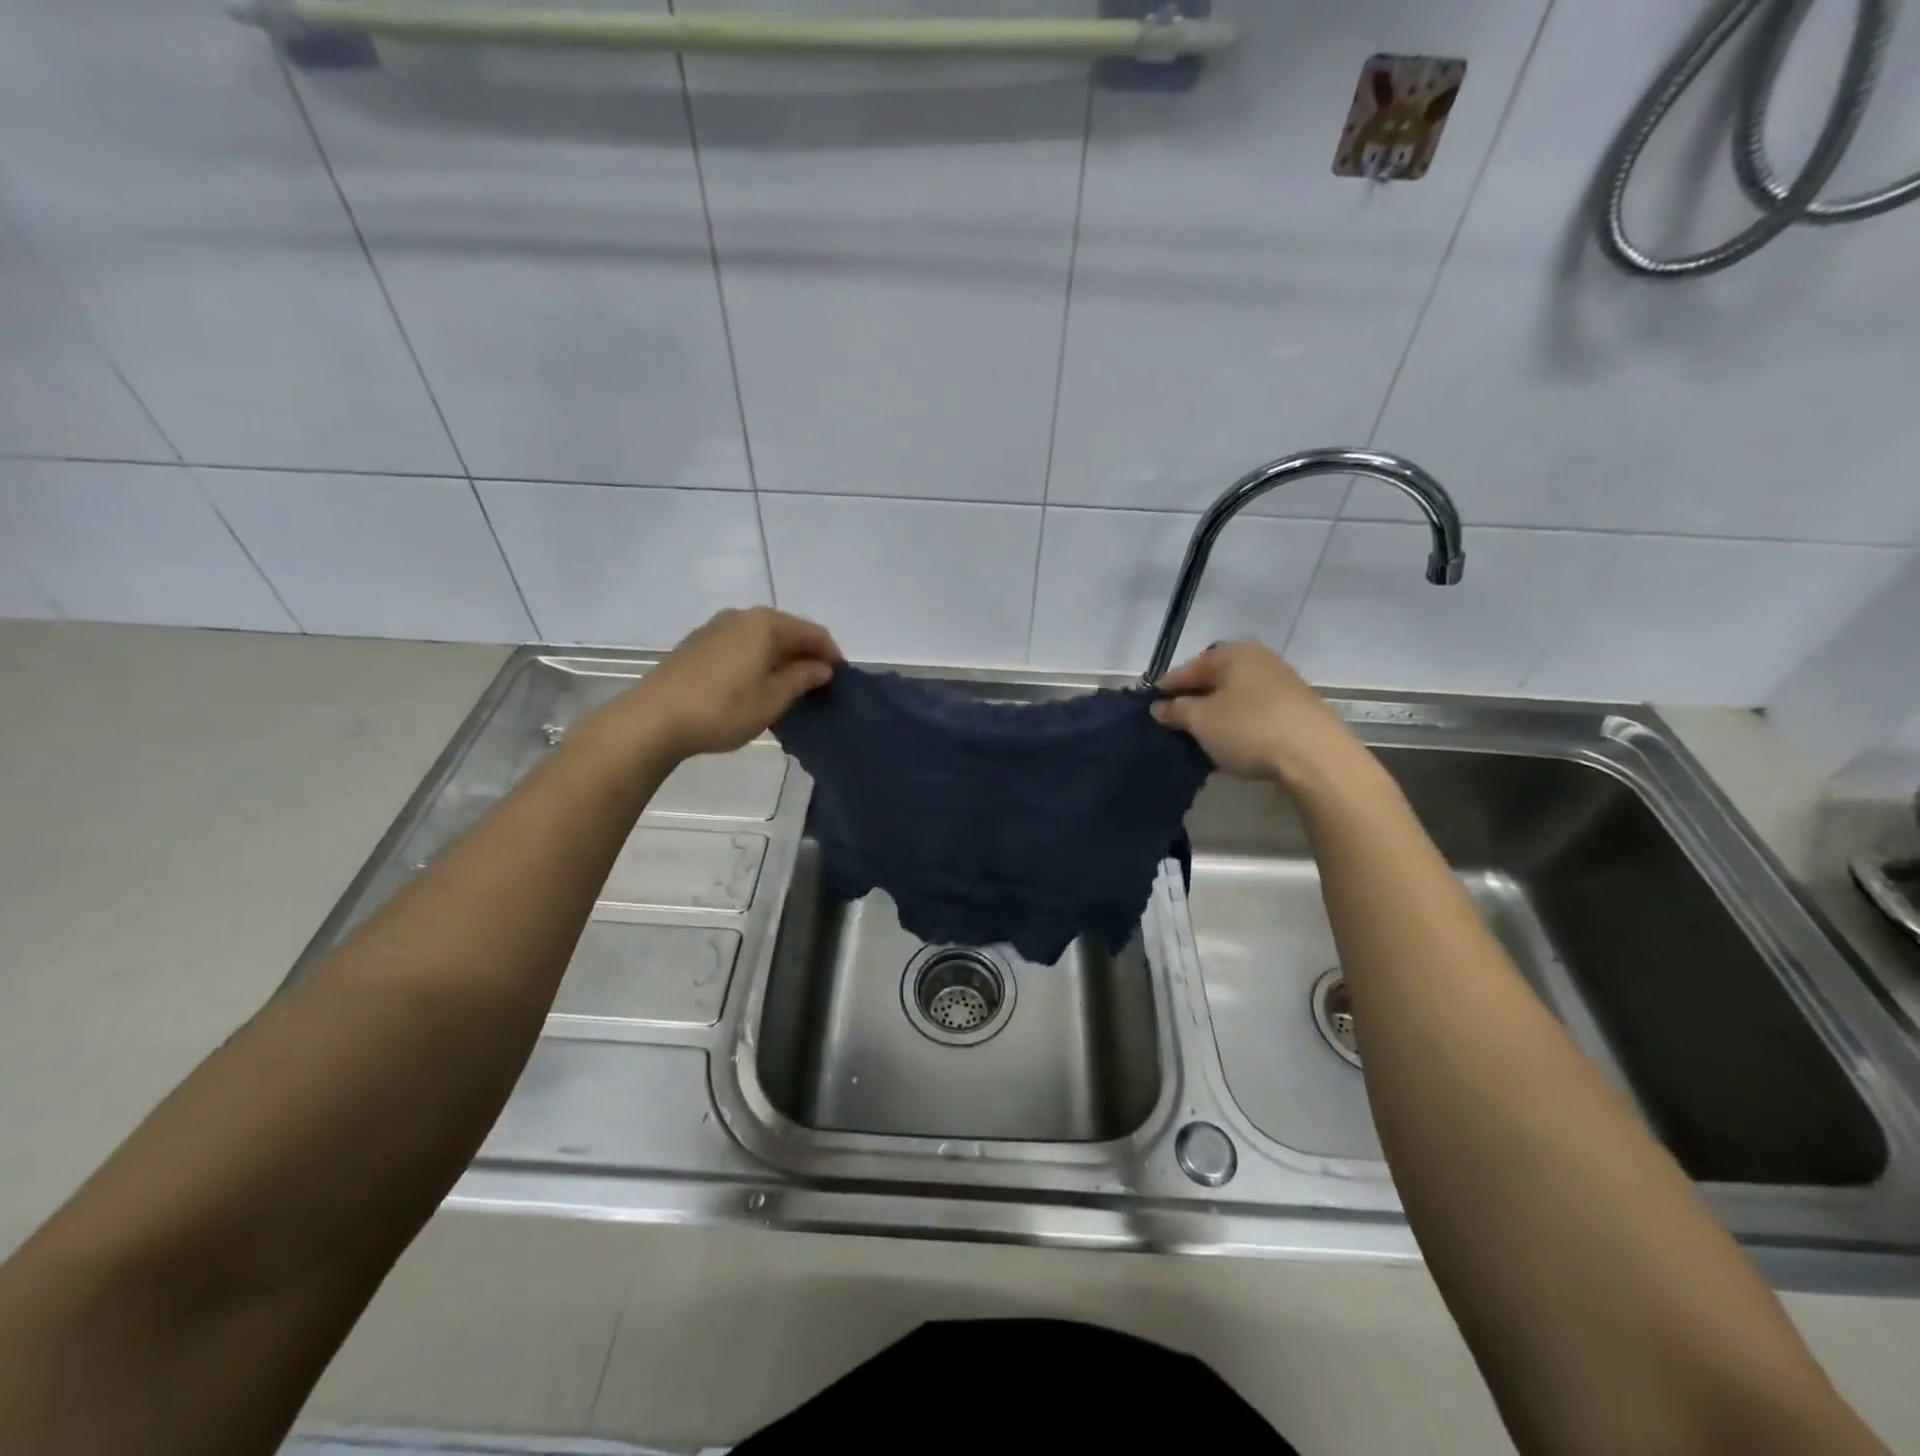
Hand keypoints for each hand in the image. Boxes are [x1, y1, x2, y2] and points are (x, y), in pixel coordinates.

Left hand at [601, 607, 841, 761]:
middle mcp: (742, 616)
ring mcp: (715, 628)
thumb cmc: (722, 709)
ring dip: (780, 659)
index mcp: (766, 624)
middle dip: (806, 655)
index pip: (813, 633)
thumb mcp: (772, 700)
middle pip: (787, 631)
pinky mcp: (697, 644)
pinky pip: (740, 646)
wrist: (653, 719)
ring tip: (789, 689)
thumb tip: (822, 667)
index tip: (841, 681)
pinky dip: (757, 660)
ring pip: (762, 638)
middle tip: (818, 687)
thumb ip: (802, 679)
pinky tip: (756, 685)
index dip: (832, 655)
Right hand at [1151, 641, 1365, 788]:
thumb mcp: (1200, 720)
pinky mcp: (1296, 708)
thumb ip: (1175, 710)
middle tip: (1173, 723)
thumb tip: (1159, 707)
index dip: (1166, 688)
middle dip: (1192, 699)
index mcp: (1233, 653)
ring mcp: (1281, 683)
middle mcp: (1258, 659)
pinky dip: (1237, 723)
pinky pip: (1254, 711)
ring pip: (1235, 696)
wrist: (1315, 757)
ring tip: (1199, 736)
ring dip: (1216, 713)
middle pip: (1214, 679)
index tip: (1150, 708)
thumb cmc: (1248, 729)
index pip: (1188, 668)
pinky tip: (1230, 742)